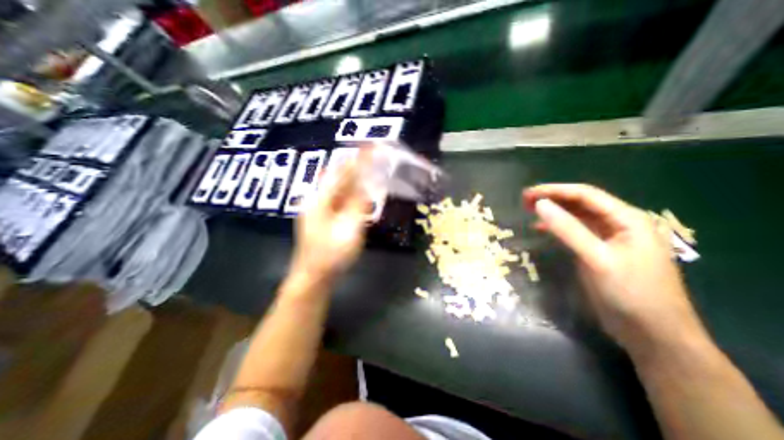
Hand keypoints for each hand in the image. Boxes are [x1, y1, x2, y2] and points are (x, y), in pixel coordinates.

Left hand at [290, 156, 370, 282]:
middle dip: (355, 164)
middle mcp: (317, 199)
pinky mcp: (323, 218)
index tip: (371, 146)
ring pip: (338, 187)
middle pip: (338, 176)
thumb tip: (367, 184)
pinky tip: (358, 193)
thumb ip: (358, 205)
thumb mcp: (349, 229)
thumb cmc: (331, 255)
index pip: (343, 173)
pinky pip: (338, 199)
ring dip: (353, 178)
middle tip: (371, 155)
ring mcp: (318, 209)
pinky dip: (350, 193)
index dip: (358, 159)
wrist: (313, 277)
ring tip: (368, 169)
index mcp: (321, 200)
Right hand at [522, 184, 701, 351]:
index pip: (586, 195)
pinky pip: (576, 232)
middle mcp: (619, 224)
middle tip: (524, 200)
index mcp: (627, 219)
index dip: (555, 190)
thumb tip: (539, 205)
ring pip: (577, 217)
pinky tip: (541, 228)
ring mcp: (609, 238)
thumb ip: (568, 230)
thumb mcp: (597, 259)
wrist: (653, 335)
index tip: (528, 193)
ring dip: (554, 212)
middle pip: (581, 203)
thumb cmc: (631, 294)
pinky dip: (557, 228)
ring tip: (528, 210)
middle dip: (552, 199)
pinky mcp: (599, 251)